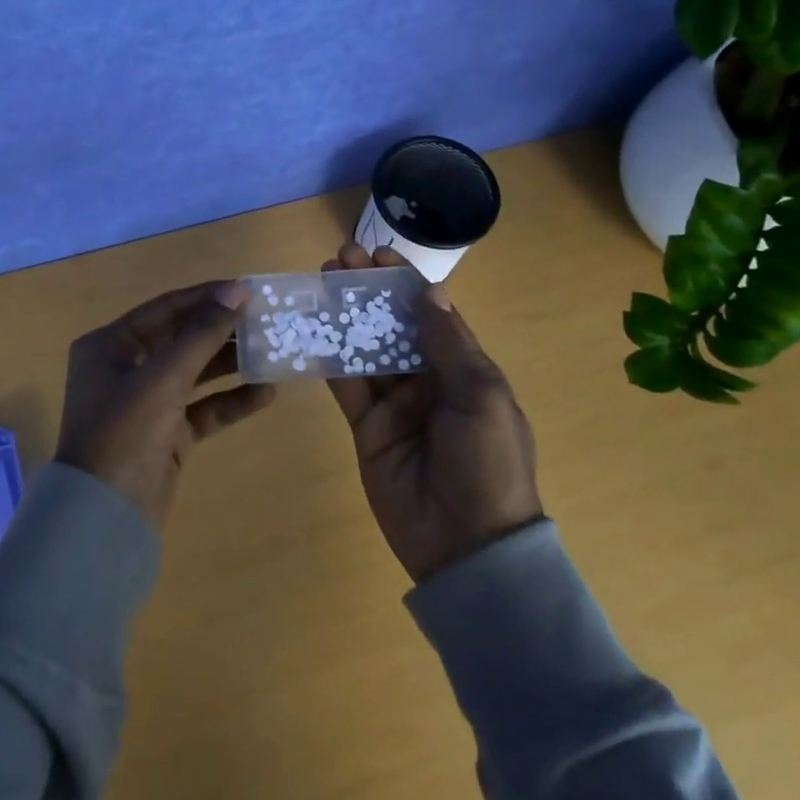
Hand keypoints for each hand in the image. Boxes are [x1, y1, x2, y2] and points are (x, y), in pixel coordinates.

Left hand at [56, 281, 276, 528]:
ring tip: (274, 351)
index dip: (207, 297)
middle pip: (181, 338)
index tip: (248, 290)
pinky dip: (230, 401)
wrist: (104, 519)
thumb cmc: (124, 433)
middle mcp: (125, 368)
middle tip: (267, 320)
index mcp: (110, 345)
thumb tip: (238, 291)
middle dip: (222, 330)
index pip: (166, 308)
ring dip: (231, 364)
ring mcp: (146, 402)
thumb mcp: (163, 377)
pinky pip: (203, 408)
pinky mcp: (165, 433)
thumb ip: (202, 333)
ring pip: (195, 373)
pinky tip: (266, 393)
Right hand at [322, 243, 544, 582]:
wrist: (467, 545)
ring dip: (345, 316)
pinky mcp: (367, 428)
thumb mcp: (481, 396)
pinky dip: (329, 358)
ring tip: (321, 282)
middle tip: (338, 259)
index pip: (431, 313)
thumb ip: (449, 343)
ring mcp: (395, 404)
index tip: (377, 254)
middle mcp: (428, 380)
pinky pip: (347, 386)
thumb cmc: (487, 462)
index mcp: (463, 369)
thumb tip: (429, 291)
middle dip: (368, 291)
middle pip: (392, 325)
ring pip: (365, 349)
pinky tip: (311, 329)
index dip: (404, 282)